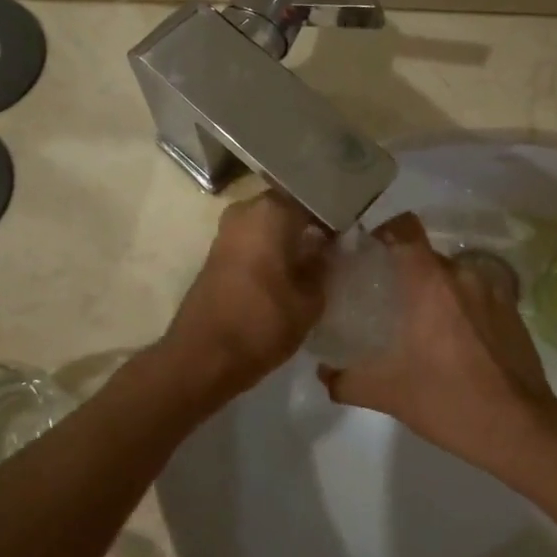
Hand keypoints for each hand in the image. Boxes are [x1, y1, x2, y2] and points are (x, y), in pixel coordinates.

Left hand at [160, 191, 329, 401]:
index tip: (354, 231)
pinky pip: (255, 240)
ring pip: (271, 224)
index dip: (337, 214)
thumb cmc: (262, 324)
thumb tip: (329, 248)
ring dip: (292, 237)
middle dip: (313, 223)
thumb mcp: (309, 300)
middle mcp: (246, 210)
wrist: (202, 358)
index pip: (315, 199)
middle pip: (290, 208)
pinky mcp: (218, 253)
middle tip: (339, 244)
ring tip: (319, 258)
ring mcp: (228, 230)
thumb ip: (324, 267)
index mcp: (272, 211)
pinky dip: (273, 249)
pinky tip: (292, 269)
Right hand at [319, 213, 556, 475]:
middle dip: (404, 271)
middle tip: (385, 300)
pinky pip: (477, 294)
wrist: (520, 429)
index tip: (367, 252)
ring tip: (420, 324)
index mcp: (430, 282)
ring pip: (453, 276)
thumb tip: (323, 372)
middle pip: (425, 256)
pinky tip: (454, 341)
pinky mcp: (513, 310)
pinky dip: (461, 307)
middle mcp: (463, 275)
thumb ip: (346, 380)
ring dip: (435, 292)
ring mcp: (493, 290)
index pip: (404, 228)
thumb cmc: (449, 401)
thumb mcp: (388, 394)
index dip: (384, 231)